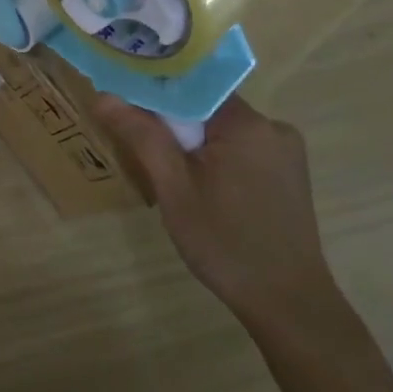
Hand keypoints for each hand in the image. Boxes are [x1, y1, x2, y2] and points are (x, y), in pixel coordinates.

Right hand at [94, 94, 342, 331]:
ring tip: (170, 174)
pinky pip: (241, 149)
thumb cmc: (225, 243)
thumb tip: (103, 94)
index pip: (192, 86)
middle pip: (207, 107)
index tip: (126, 104)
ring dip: (194, 143)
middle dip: (173, 123)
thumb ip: (142, 135)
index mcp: (247, 123)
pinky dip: (216, 158)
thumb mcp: (174, 188)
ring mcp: (286, 152)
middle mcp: (273, 127)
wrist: (289, 305)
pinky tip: (203, 188)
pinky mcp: (289, 174)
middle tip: (142, 146)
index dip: (156, 92)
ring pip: (223, 129)